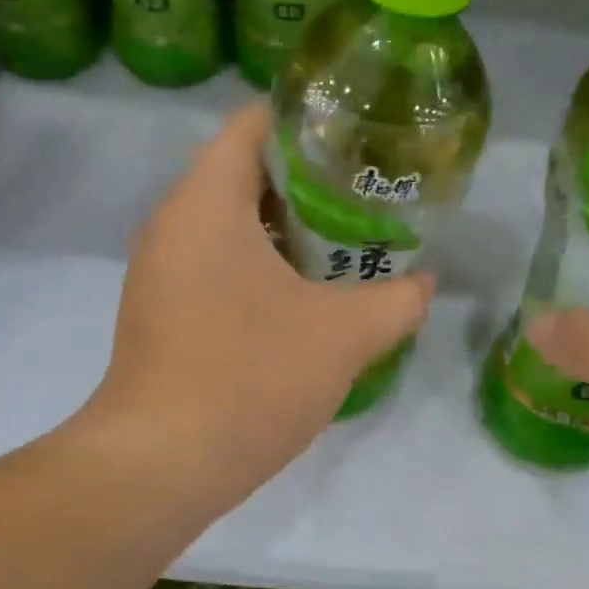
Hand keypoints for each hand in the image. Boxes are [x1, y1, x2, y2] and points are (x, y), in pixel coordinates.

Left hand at [86, 103, 433, 509]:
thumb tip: (427, 282)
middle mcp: (173, 222)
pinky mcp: (161, 311)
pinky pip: (216, 264)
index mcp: (207, 200)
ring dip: (288, 230)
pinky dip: (260, 267)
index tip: (362, 144)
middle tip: (370, 198)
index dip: (312, 122)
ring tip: (347, 245)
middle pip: (246, 172)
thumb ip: (397, 300)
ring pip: (232, 224)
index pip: (255, 123)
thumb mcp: (344, 336)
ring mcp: (160, 270)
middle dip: (310, 182)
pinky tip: (305, 298)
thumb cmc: (250, 378)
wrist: (161, 465)